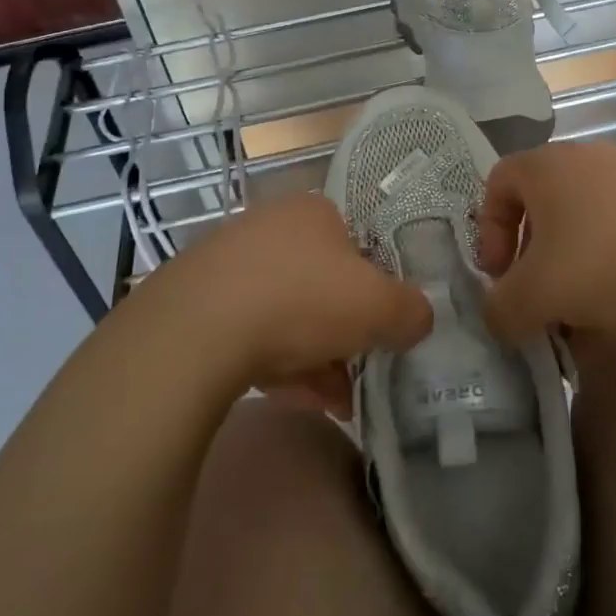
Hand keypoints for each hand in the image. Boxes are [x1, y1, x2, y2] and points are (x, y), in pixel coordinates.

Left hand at [146, 194, 431, 404]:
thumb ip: (411, 310)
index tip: (381, 330)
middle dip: (344, 333)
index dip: (375, 289)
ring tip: (334, 403)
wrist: (197, 330)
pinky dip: (276, 364)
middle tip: (359, 373)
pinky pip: (248, 332)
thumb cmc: (302, 300)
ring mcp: (228, 262)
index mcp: (314, 212)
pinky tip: (292, 399)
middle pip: (321, 283)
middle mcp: (270, 226)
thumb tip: (420, 317)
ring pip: (285, 312)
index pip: (357, 245)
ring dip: (315, 357)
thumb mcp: (379, 306)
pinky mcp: (196, 301)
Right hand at [477, 141, 615, 342]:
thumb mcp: (539, 296)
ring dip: (572, 257)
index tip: (501, 274)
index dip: (489, 231)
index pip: (497, 184)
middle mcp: (583, 156)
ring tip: (585, 301)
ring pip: (583, 214)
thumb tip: (498, 317)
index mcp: (544, 166)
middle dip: (532, 251)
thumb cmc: (608, 259)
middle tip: (540, 293)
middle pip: (540, 201)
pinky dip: (613, 253)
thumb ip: (502, 309)